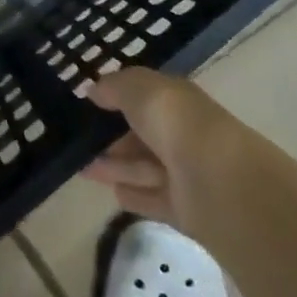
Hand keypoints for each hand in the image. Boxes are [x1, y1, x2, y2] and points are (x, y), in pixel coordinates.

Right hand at [82, 67, 244, 241]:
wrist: (217, 182)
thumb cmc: (175, 123)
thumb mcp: (138, 89)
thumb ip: (113, 86)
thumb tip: (94, 91)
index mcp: (177, 101)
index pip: (146, 96)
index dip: (118, 96)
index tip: (88, 102)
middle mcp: (182, 134)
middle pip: (142, 134)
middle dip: (113, 136)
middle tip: (79, 139)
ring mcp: (185, 173)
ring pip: (143, 167)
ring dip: (114, 166)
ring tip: (81, 166)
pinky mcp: (184, 209)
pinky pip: (152, 199)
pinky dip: (134, 195)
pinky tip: (112, 192)